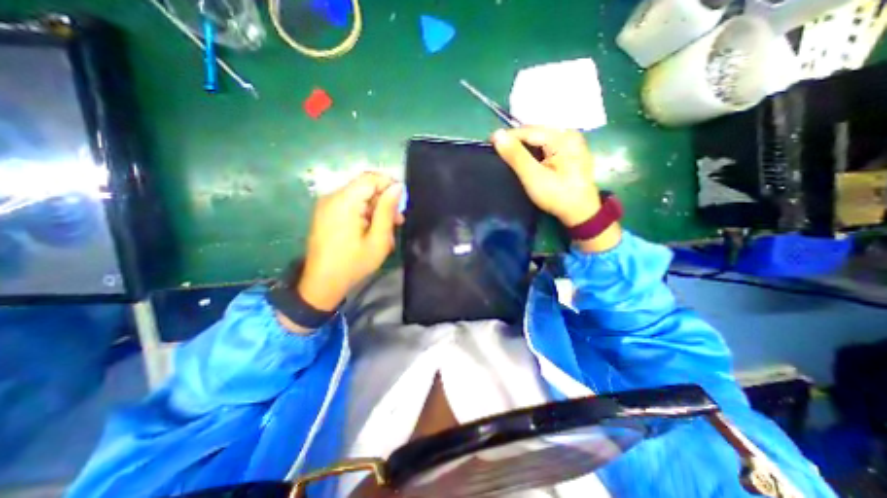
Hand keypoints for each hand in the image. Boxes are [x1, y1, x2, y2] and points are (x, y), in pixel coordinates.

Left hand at [299, 174, 406, 308]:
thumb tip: (397, 187)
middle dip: (384, 201)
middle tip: (399, 221)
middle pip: (364, 187)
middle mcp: (332, 197)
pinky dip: (365, 214)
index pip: (370, 178)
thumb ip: (387, 210)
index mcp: (344, 201)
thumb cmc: (353, 264)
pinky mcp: (326, 213)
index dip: (389, 185)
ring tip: (388, 230)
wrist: (322, 284)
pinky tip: (373, 231)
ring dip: (376, 209)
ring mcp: (327, 205)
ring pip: (359, 197)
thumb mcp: (378, 240)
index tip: (402, 202)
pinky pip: (350, 205)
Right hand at [491, 126, 621, 254]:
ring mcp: (572, 143)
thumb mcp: (533, 176)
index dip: (508, 136)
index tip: (489, 142)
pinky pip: (547, 146)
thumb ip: (515, 155)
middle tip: (497, 149)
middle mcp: (569, 134)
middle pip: (536, 133)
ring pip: (540, 139)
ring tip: (507, 153)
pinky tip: (525, 158)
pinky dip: (534, 151)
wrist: (581, 213)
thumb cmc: (557, 196)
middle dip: (516, 140)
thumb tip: (497, 134)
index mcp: (562, 137)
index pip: (529, 131)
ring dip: (524, 145)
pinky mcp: (571, 152)